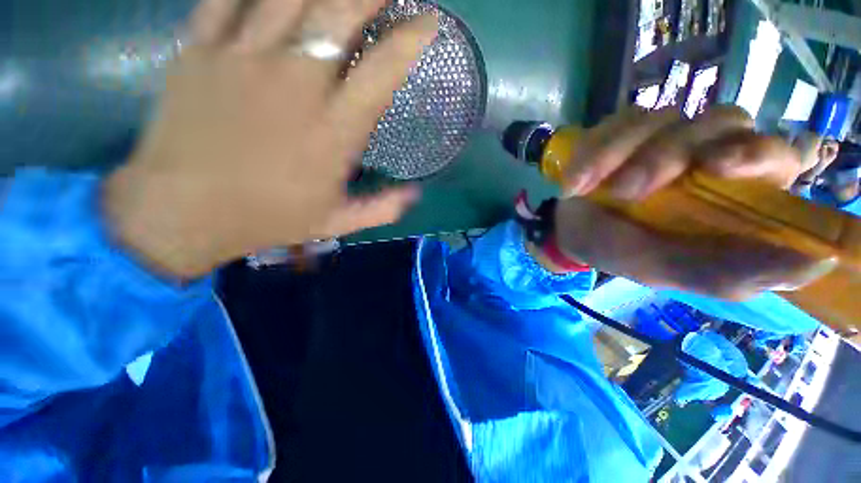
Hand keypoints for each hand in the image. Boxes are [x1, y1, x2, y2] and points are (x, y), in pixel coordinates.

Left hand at [105, 0, 437, 278]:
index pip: (383, 71)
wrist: (182, 213)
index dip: (411, 39)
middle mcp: (296, 84)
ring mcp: (243, 58)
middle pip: (340, 12)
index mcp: (334, 131)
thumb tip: (416, 194)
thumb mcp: (337, 223)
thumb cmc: (269, 219)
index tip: (429, 20)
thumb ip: (382, 208)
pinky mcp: (200, 50)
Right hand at [553, 106, 830, 299]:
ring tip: (586, 189)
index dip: (754, 152)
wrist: (571, 234)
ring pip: (662, 119)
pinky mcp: (626, 129)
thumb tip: (819, 262)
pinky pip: (618, 123)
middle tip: (625, 191)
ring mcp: (665, 135)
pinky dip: (594, 152)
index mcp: (732, 194)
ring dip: (618, 155)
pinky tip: (575, 182)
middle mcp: (708, 154)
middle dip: (667, 155)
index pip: (773, 154)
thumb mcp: (668, 270)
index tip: (716, 166)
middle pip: (718, 122)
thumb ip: (731, 273)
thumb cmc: (620, 253)